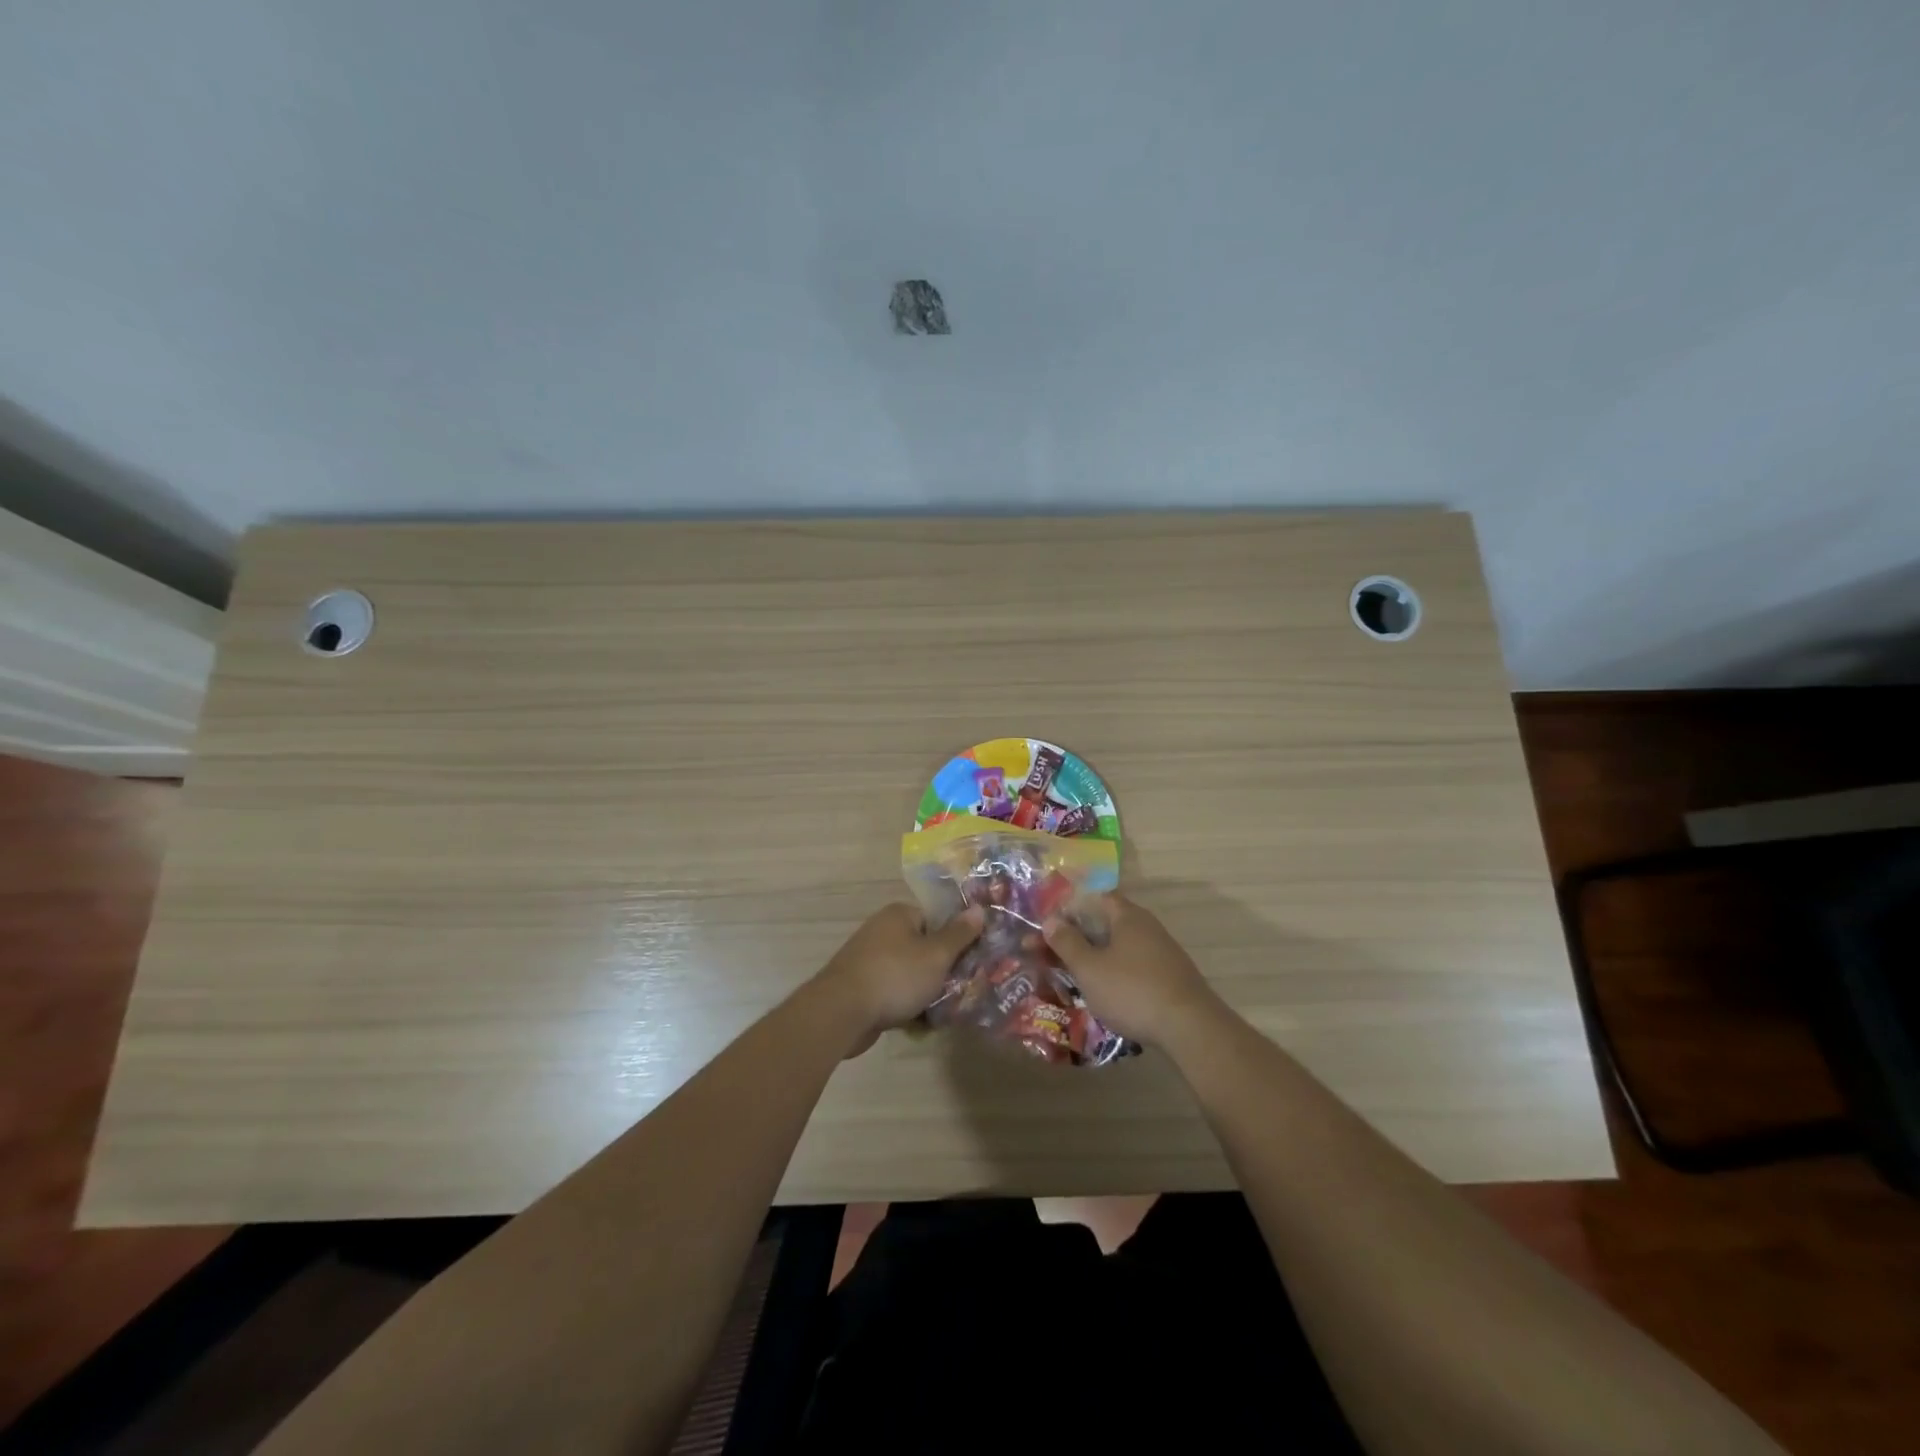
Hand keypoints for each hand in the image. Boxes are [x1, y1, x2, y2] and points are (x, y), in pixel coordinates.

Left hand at [818, 903, 983, 1053]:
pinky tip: (921, 1025)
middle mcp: (882, 931)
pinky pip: (893, 993)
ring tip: (946, 1011)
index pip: (936, 919)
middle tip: (964, 988)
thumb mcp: (936, 955)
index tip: (972, 958)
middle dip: (942, 970)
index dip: (955, 938)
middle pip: (923, 948)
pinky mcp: (861, 988)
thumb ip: (959, 934)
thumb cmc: (895, 976)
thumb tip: (978, 909)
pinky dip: (906, 1006)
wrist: (841, 1013)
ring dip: (926, 992)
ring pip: (910, 974)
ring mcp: (869, 960)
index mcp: (899, 915)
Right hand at [1043, 893, 1219, 1047]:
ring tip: (1069, 978)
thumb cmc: (1132, 991)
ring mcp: (1161, 953)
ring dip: (1093, 958)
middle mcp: (1146, 927)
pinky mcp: (1168, 978)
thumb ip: (1067, 942)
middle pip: (1104, 924)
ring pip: (1117, 948)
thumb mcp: (1089, 968)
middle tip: (1047, 956)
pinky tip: (1102, 994)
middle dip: (1075, 938)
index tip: (1047, 928)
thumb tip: (1050, 920)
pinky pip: (1131, 967)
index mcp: (1127, 916)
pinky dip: (1112, 974)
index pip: (1094, 898)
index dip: (1068, 909)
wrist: (1190, 1028)